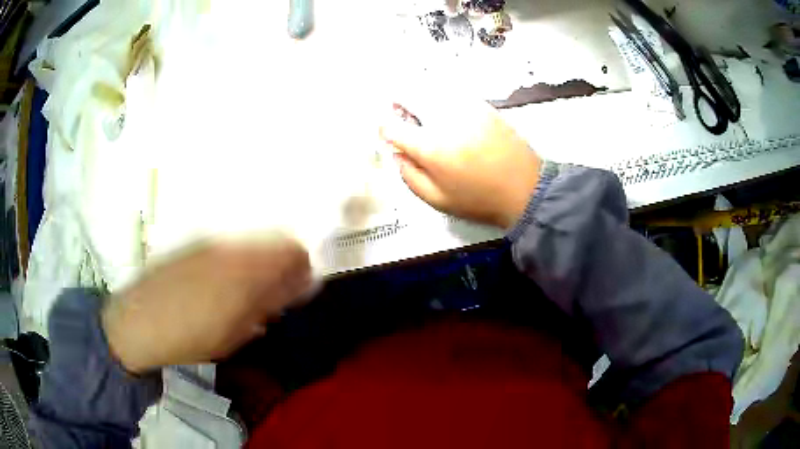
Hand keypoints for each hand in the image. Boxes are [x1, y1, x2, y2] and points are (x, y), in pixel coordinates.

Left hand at [101, 239, 311, 373]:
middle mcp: (231, 245)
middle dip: (284, 263)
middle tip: (278, 293)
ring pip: (253, 241)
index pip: (293, 251)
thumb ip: (270, 303)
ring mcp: (211, 240)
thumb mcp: (236, 331)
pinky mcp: (195, 242)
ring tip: (251, 291)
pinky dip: (240, 259)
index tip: (302, 287)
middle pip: (275, 240)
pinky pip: (230, 243)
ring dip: (262, 261)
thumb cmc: (191, 337)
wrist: (138, 323)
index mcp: (244, 269)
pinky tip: (226, 283)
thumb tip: (300, 284)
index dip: (304, 267)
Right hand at [379, 97, 541, 228]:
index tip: (389, 136)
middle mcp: (444, 120)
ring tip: (422, 109)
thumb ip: (410, 177)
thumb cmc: (479, 199)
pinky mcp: (482, 105)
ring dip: (419, 95)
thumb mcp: (438, 200)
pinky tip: (446, 110)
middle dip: (398, 102)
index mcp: (430, 147)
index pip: (392, 127)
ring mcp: (465, 108)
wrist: (525, 189)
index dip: (385, 130)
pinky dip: (441, 95)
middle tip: (400, 111)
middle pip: (409, 96)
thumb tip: (398, 155)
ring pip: (431, 88)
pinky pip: (453, 91)